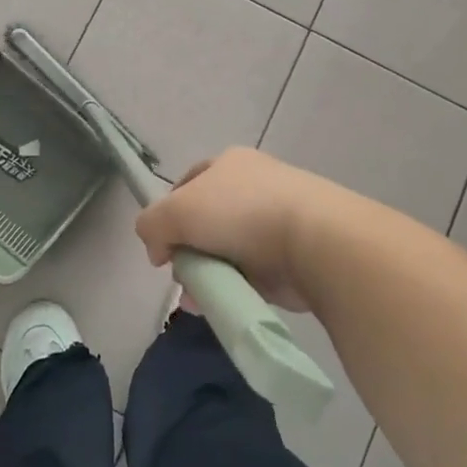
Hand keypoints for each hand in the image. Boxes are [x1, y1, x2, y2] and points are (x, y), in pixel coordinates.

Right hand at [133, 148, 346, 312]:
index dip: (168, 215)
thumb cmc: (240, 213)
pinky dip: (237, 288)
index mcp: (229, 163)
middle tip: (184, 276)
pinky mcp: (294, 253)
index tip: (162, 247)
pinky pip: (253, 273)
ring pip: (227, 251)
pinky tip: (226, 303)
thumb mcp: (176, 212)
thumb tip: (158, 250)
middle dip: (188, 252)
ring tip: (202, 299)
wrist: (315, 240)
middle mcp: (254, 185)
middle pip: (205, 222)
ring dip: (209, 275)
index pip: (187, 185)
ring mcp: (277, 219)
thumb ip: (151, 225)